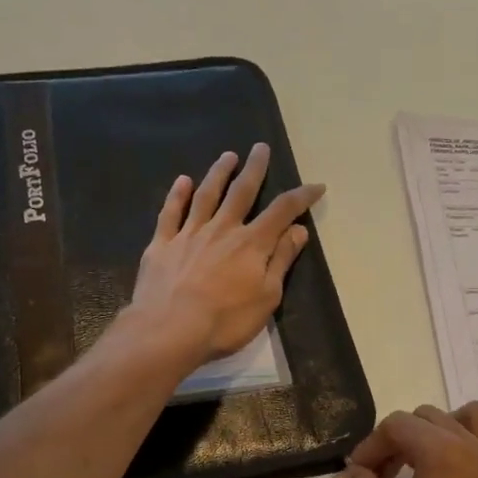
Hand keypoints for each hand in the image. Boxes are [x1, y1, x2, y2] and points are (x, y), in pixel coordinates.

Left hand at [128, 143, 324, 365]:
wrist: (169, 330)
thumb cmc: (226, 321)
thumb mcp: (267, 296)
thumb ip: (281, 260)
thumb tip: (298, 230)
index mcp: (251, 243)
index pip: (282, 211)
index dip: (301, 196)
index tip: (316, 186)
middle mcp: (222, 229)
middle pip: (241, 192)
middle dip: (255, 169)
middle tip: (260, 148)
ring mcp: (189, 234)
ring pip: (206, 195)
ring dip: (219, 173)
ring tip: (228, 156)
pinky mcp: (161, 245)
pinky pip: (170, 213)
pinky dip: (177, 195)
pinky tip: (182, 181)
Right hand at [346, 402, 477, 477]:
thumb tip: (361, 470)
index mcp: (444, 454)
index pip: (398, 425)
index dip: (372, 446)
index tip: (360, 474)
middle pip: (430, 418)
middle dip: (400, 440)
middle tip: (383, 476)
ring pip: (471, 419)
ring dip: (441, 431)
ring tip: (423, 463)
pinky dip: (477, 448)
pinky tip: (460, 477)